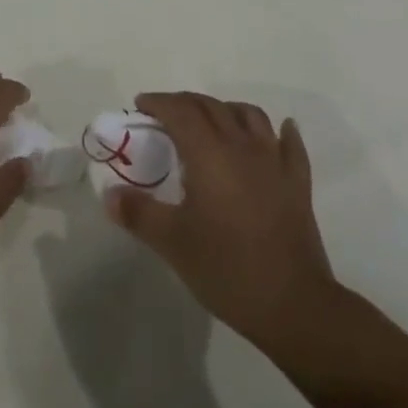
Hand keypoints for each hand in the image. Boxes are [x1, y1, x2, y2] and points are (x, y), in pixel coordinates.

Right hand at [104, 91, 336, 351]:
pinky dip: (282, 132)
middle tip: (166, 114)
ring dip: (227, 110)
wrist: (292, 304)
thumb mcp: (173, 244)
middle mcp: (241, 144)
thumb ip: (139, 213)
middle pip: (211, 106)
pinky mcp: (297, 182)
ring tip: (214, 120)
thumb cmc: (227, 269)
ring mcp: (273, 160)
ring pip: (250, 115)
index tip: (140, 105)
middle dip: (185, 103)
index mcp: (209, 152)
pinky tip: (280, 131)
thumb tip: (109, 194)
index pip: (179, 111)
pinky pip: (290, 145)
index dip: (158, 102)